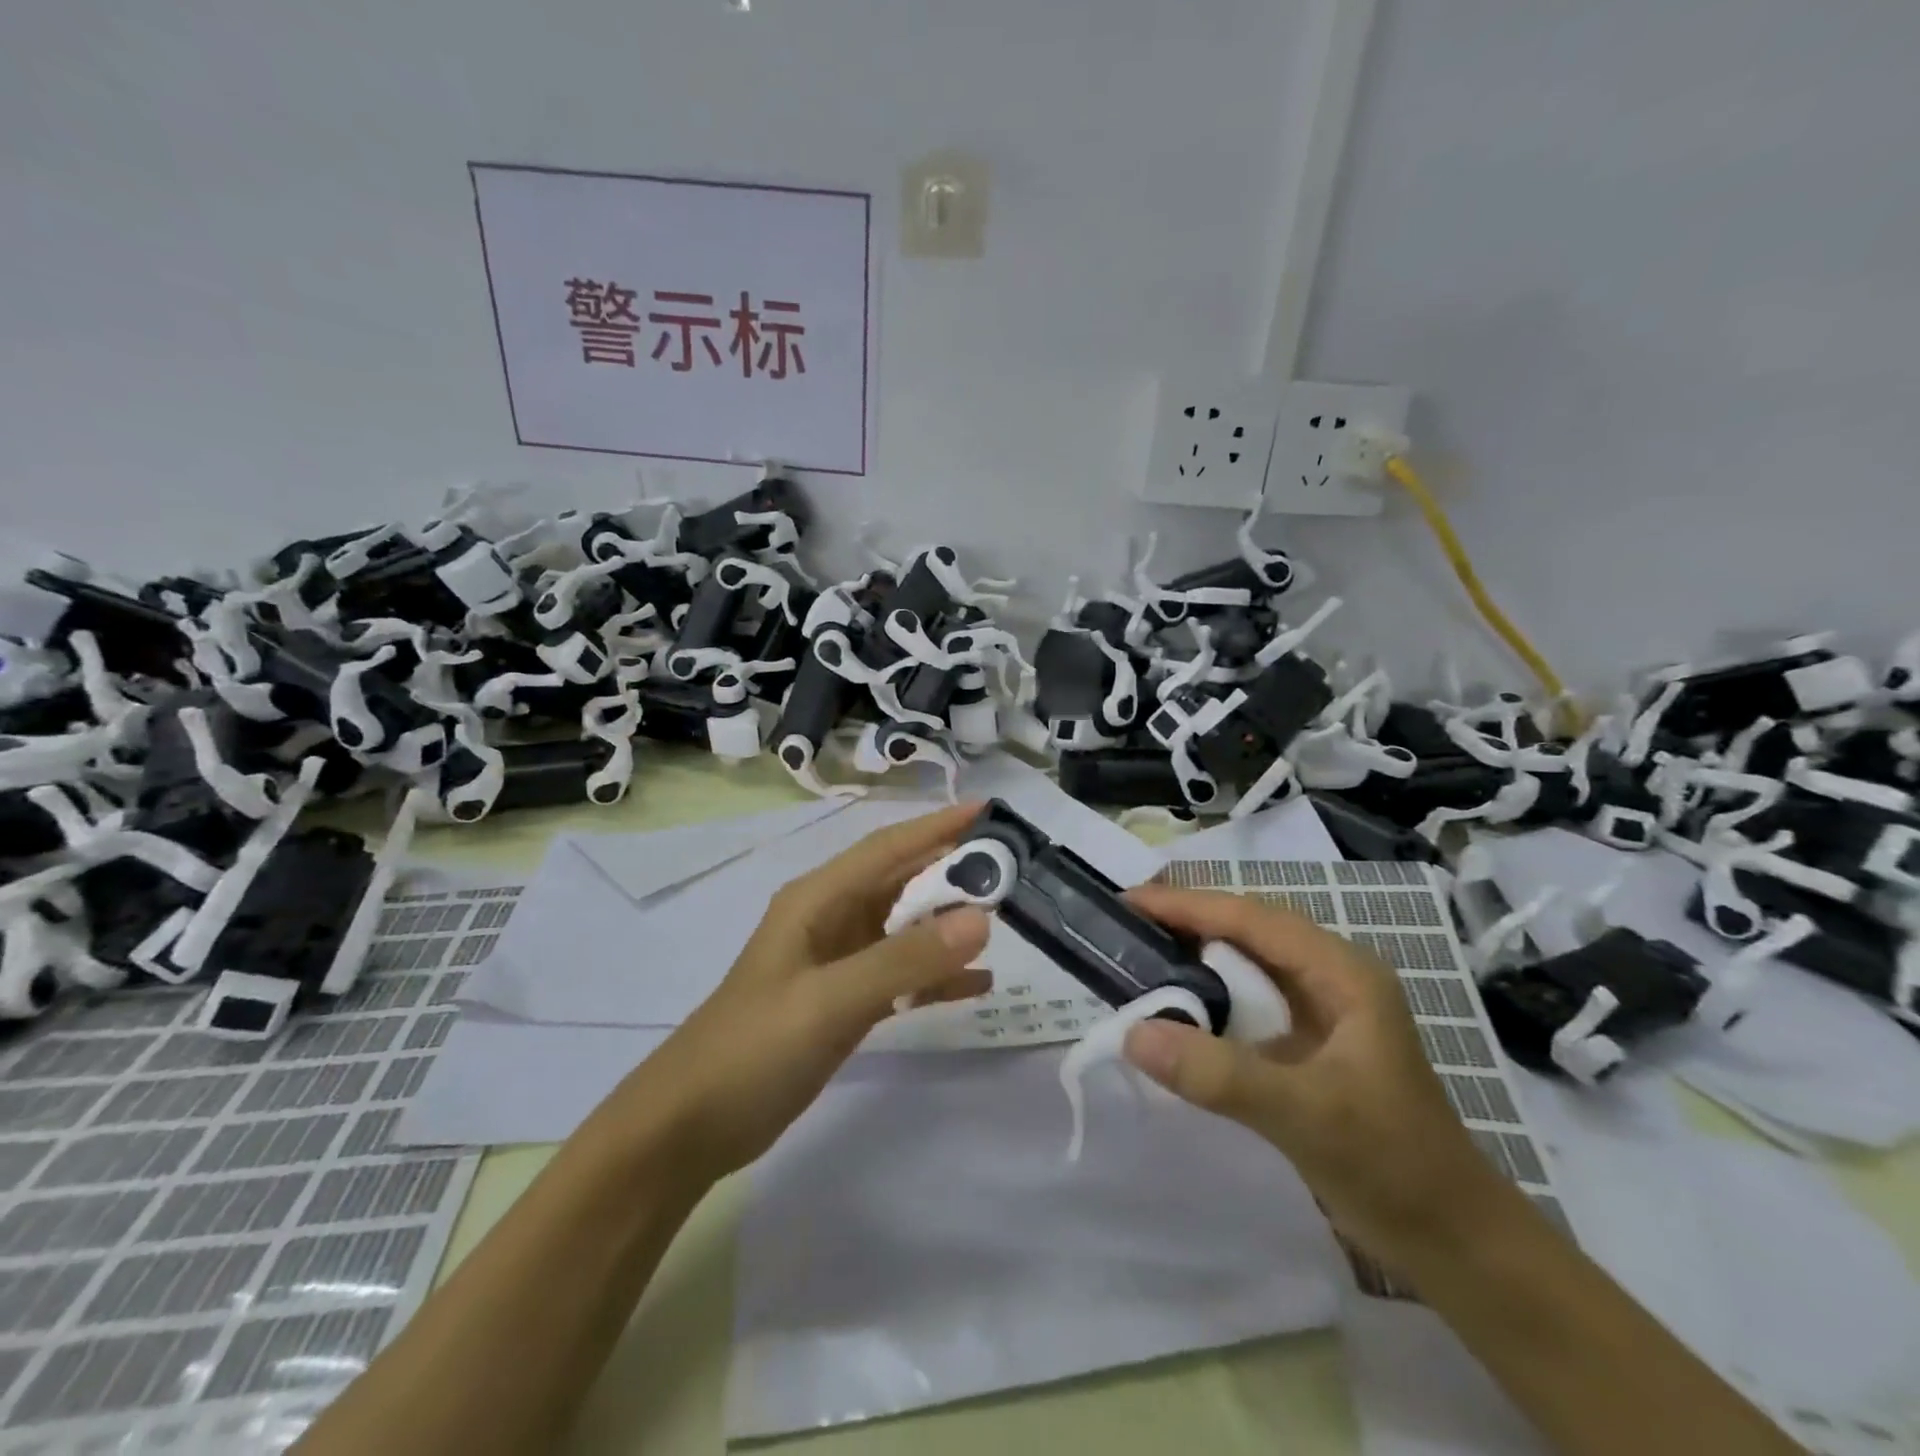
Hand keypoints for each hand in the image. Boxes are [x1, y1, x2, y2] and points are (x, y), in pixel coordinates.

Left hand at [626, 803, 992, 1181]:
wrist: (692, 1125)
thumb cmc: (754, 1047)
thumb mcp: (830, 999)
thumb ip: (905, 960)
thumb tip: (981, 919)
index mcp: (818, 899)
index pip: (888, 847)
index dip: (937, 826)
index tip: (989, 813)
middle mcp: (831, 919)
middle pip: (901, 882)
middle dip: (954, 872)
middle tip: (1013, 870)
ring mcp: (838, 961)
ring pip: (905, 927)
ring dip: (949, 923)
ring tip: (1005, 921)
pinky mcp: (845, 1000)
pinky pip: (902, 973)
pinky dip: (937, 975)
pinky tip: (977, 985)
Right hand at [1121, 885, 1525, 1271]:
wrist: (1455, 1244)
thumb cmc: (1394, 1167)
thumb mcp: (1307, 1116)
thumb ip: (1220, 1074)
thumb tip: (1133, 1033)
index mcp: (1341, 972)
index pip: (1251, 917)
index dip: (1187, 905)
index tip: (1128, 901)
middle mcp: (1330, 977)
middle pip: (1246, 930)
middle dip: (1185, 921)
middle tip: (1123, 924)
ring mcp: (1320, 1011)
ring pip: (1244, 964)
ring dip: (1193, 958)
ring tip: (1137, 955)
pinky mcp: (1307, 1044)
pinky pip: (1245, 1003)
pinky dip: (1206, 999)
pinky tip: (1175, 1010)